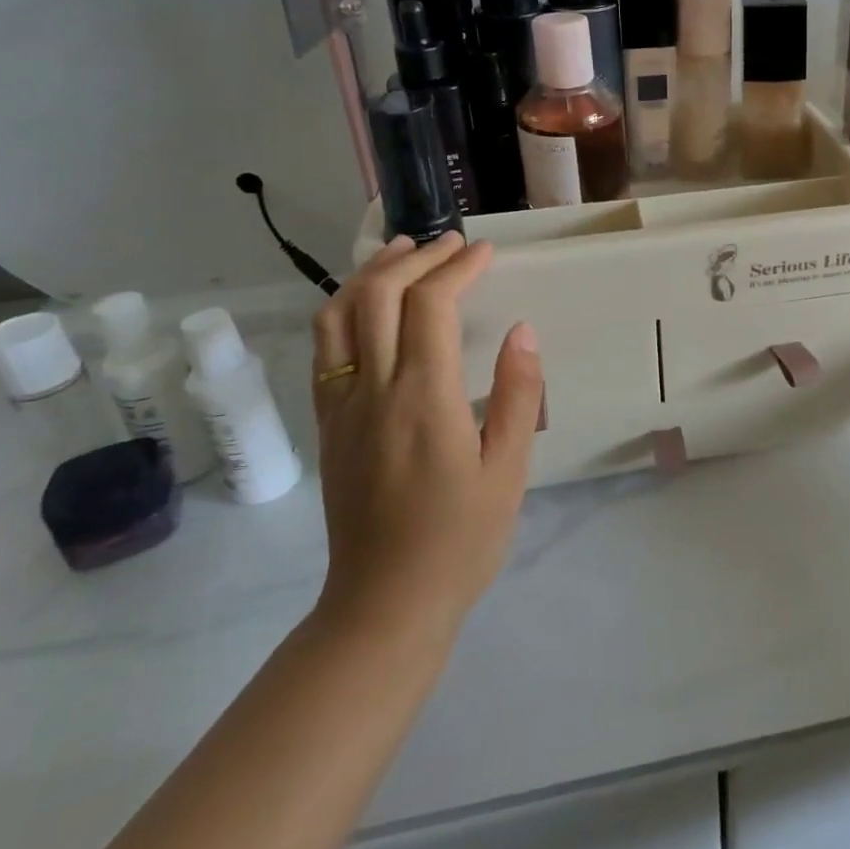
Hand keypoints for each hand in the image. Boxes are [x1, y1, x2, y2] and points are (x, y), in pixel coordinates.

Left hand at [308, 234, 543, 651]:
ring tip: (403, 253)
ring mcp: (342, 406)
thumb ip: (517, 395)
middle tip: (451, 244)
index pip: (430, 306)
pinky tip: (368, 307)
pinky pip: (326, 350)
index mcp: (423, 399)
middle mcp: (373, 391)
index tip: (485, 252)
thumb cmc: (461, 539)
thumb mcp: (508, 470)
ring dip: (370, 274)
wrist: (385, 604)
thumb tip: (523, 331)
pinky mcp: (328, 425)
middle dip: (415, 258)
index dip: (457, 268)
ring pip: (338, 316)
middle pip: (378, 296)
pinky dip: (345, 309)